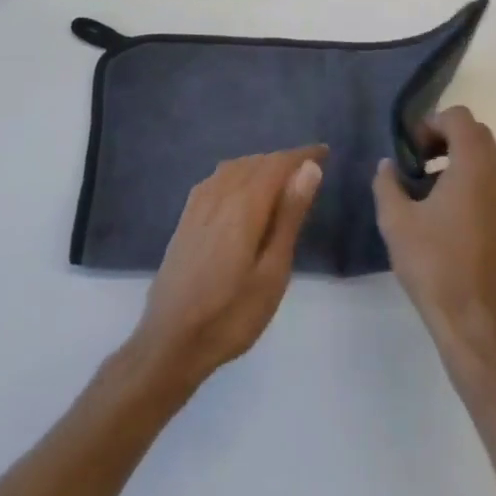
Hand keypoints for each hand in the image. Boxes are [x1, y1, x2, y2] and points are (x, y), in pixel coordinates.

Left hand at [128, 146, 325, 389]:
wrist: (170, 342)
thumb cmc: (231, 314)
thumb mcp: (273, 271)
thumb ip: (290, 215)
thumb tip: (309, 169)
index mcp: (244, 204)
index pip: (278, 163)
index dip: (303, 155)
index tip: (325, 153)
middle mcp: (218, 193)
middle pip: (256, 162)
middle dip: (284, 161)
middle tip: (310, 172)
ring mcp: (197, 204)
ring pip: (235, 168)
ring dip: (261, 166)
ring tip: (283, 182)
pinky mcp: (186, 218)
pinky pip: (217, 179)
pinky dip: (239, 175)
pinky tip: (244, 193)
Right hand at [374, 107, 495, 362]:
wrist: (476, 327)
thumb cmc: (433, 266)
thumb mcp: (395, 221)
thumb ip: (387, 184)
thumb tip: (388, 166)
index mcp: (474, 170)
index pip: (461, 119)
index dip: (433, 122)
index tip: (412, 150)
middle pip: (479, 139)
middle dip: (447, 142)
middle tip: (419, 166)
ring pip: (489, 170)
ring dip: (460, 170)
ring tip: (430, 201)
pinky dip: (475, 198)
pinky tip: (452, 232)